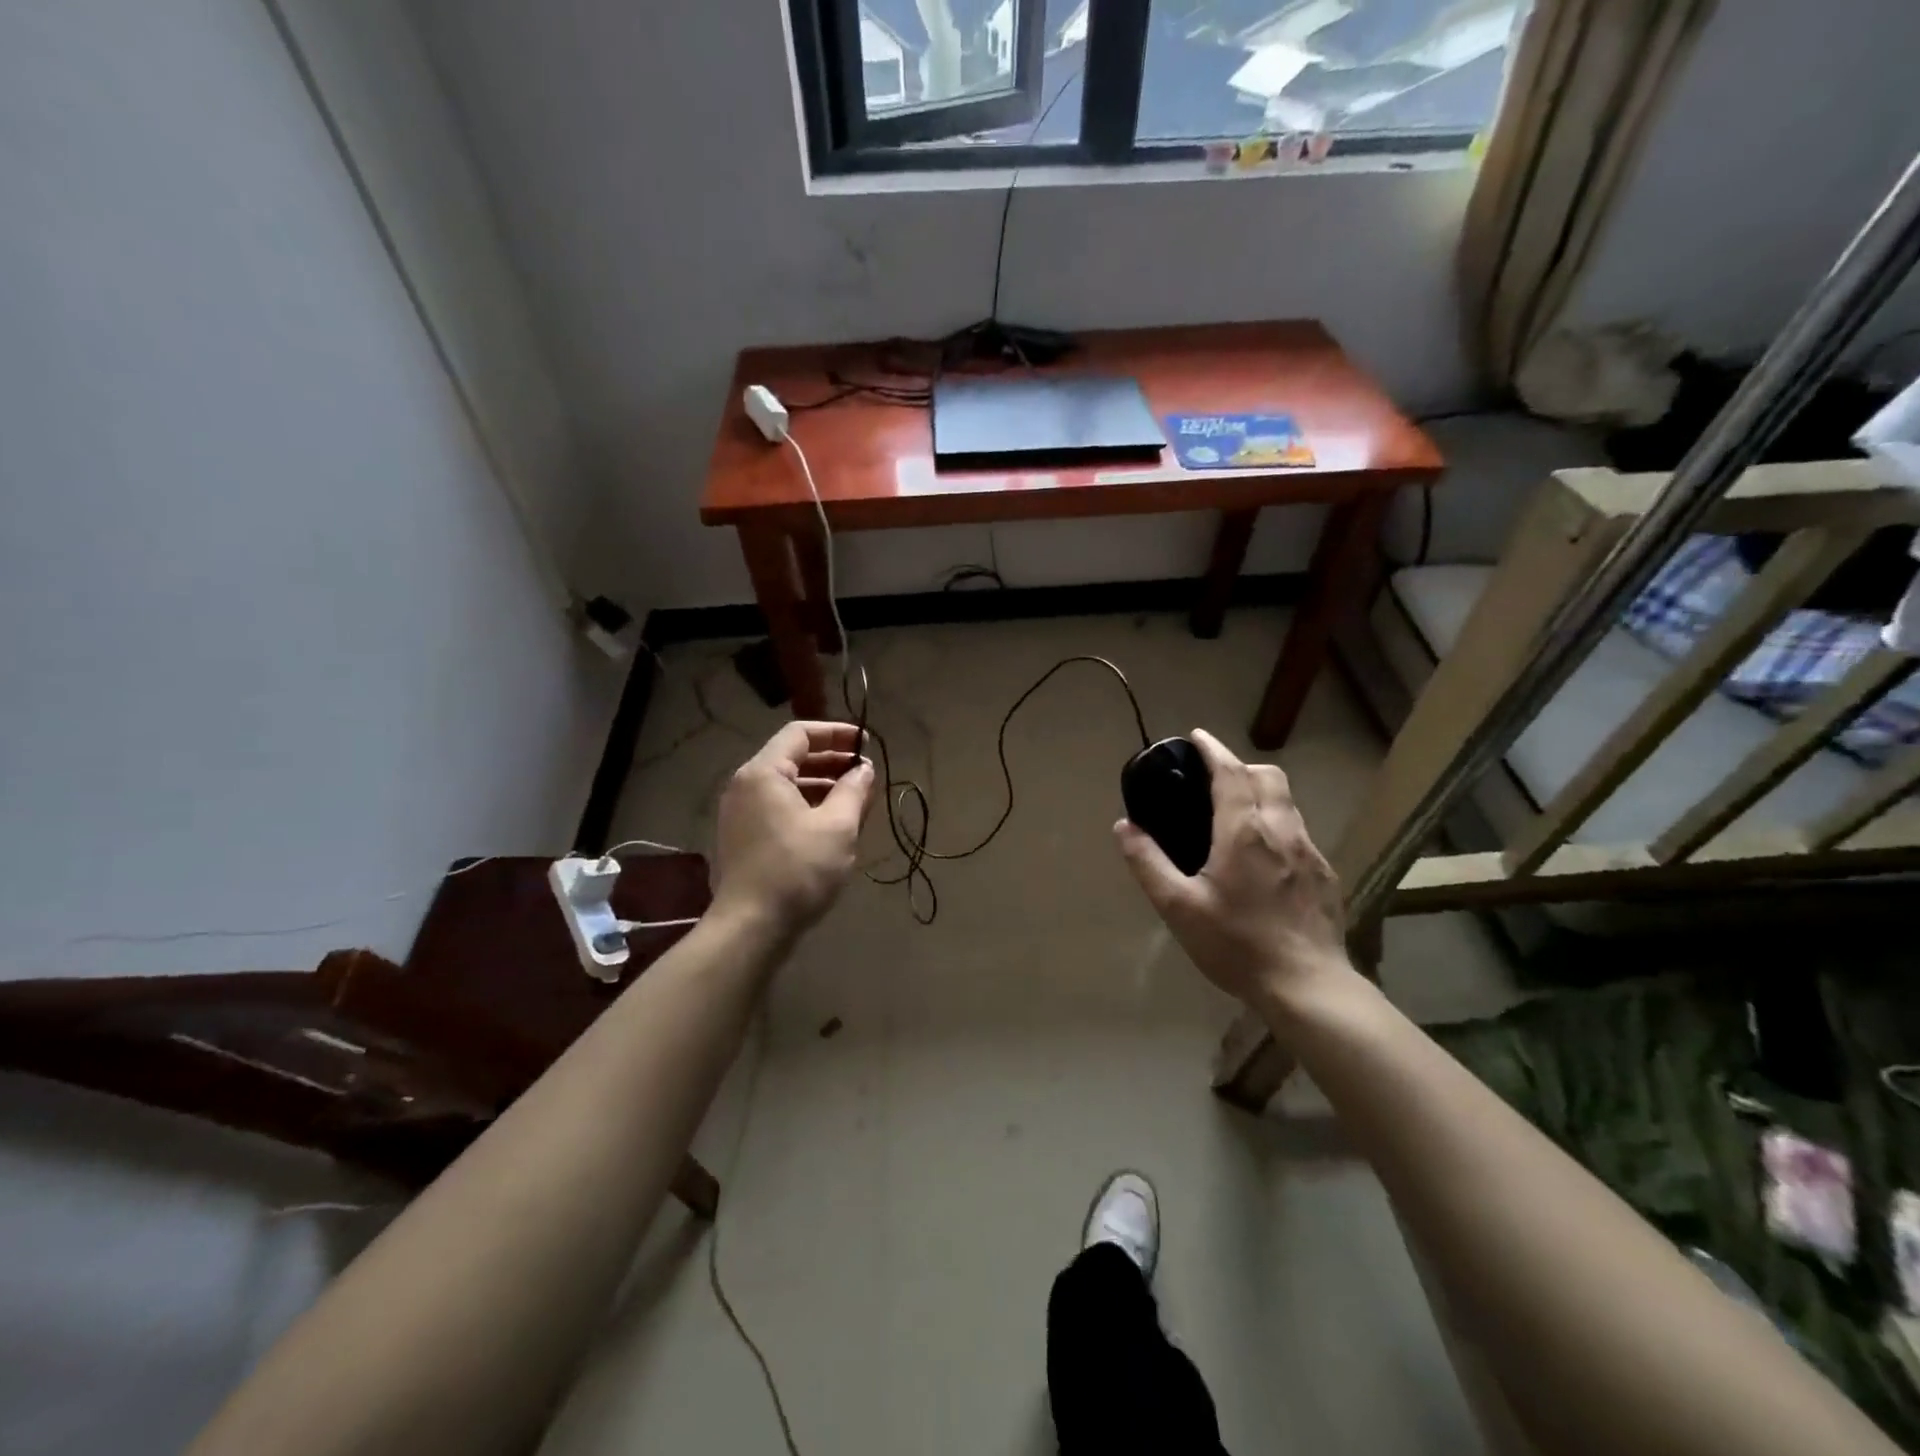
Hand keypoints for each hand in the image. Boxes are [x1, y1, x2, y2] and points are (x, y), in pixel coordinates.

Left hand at [712, 721, 873, 934]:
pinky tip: (830, 823)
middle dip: (831, 760)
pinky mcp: (741, 838)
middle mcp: (744, 785)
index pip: (799, 733)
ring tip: (854, 798)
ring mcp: (739, 813)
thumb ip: (854, 791)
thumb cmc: (797, 870)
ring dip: (821, 785)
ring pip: (785, 785)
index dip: (836, 733)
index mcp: (763, 773)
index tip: (865, 743)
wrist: (750, 927)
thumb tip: (864, 769)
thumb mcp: (837, 828)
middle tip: (864, 771)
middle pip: (791, 757)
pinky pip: (777, 807)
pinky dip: (805, 805)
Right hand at [1114, 729, 1351, 1010]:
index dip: (1213, 749)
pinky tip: (1264, 856)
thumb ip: (1148, 863)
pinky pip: (1299, 831)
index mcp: (1244, 832)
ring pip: (1288, 802)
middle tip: (1214, 778)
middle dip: (1241, 765)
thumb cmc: (1236, 945)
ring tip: (1236, 813)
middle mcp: (1281, 830)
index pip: (1231, 772)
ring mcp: (1310, 852)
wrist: (1307, 986)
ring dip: (1261, 792)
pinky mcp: (1325, 874)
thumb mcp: (1178, 907)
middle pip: (1268, 776)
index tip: (1197, 736)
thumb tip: (1124, 826)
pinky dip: (1277, 823)